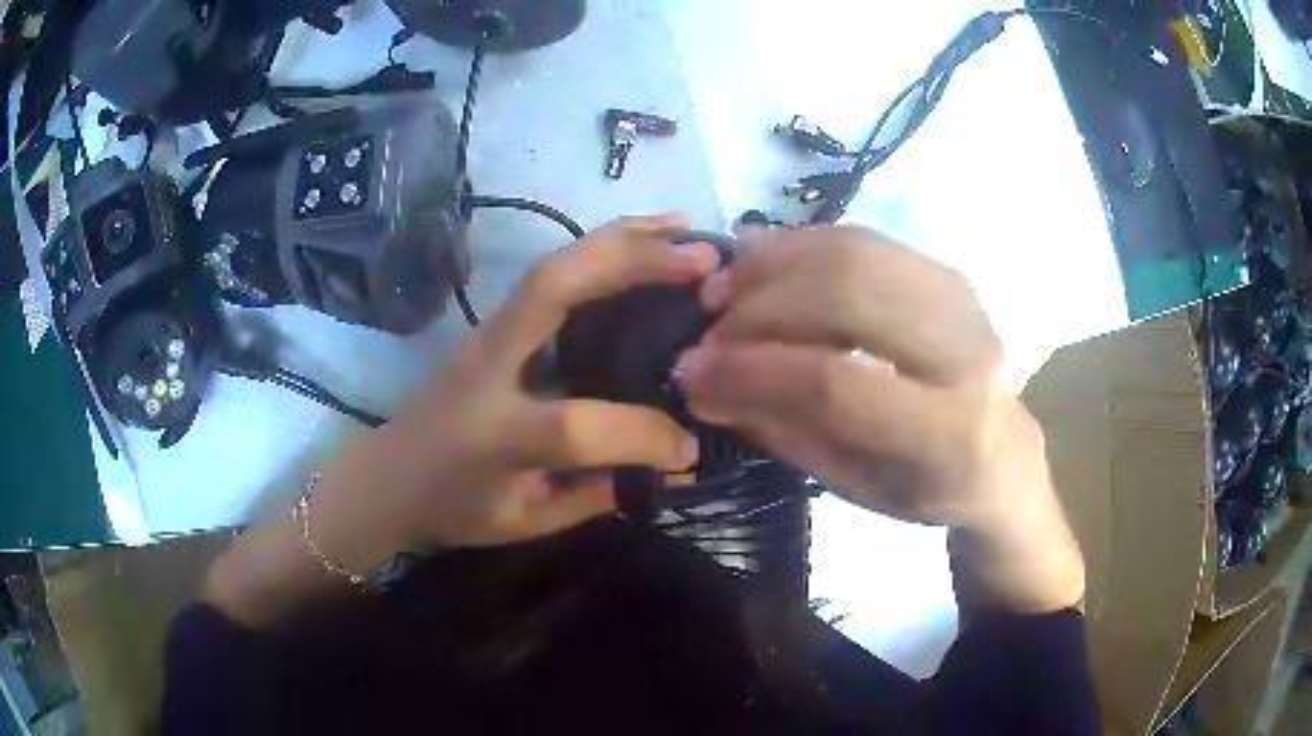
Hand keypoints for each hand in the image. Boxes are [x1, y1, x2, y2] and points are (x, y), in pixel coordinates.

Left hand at [314, 214, 717, 564]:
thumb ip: (598, 492)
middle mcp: (489, 366)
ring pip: (554, 265)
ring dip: (623, 239)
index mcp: (494, 434)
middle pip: (553, 288)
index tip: (686, 448)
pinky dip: (603, 248)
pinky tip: (643, 240)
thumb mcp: (526, 521)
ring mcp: (488, 332)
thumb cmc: (454, 507)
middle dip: (633, 265)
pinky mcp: (496, 321)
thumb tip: (673, 462)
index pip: (578, 426)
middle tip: (704, 262)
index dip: (643, 437)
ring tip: (685, 228)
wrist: (389, 475)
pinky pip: (552, 272)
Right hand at [676, 226, 1083, 613]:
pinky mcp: (948, 273)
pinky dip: (802, 244)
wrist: (1002, 455)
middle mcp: (968, 354)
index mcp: (949, 434)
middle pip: (850, 297)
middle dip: (762, 307)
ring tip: (725, 287)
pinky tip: (761, 262)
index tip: (690, 370)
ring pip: (856, 253)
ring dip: (776, 264)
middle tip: (708, 325)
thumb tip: (702, 380)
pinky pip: (864, 240)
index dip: (754, 370)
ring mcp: (963, 301)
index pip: (837, 384)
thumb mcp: (853, 484)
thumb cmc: (926, 487)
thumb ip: (782, 429)